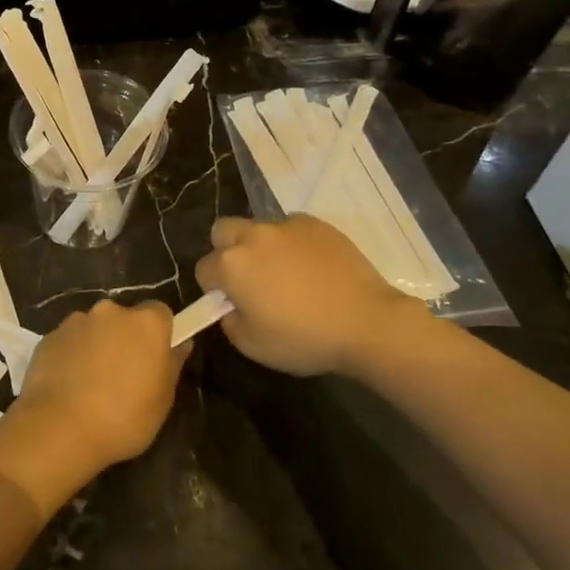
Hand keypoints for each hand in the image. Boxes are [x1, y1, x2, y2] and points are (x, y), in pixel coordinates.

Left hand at [12, 300, 188, 471]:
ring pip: (94, 328)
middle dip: (125, 338)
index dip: (159, 334)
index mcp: (146, 323)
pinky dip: (72, 355)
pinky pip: (69, 341)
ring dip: (97, 345)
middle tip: (123, 374)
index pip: (160, 313)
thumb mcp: (162, 401)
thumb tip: (181, 343)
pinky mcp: (50, 335)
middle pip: (124, 318)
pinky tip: (69, 386)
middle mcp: (111, 311)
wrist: (60, 428)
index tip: (155, 358)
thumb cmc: (123, 418)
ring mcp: (77, 320)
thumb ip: (172, 365)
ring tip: (91, 384)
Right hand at [195, 215, 426, 376]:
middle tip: (250, 279)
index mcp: (232, 265)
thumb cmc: (304, 339)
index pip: (204, 269)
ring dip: (262, 247)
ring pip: (259, 228)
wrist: (365, 322)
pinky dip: (293, 244)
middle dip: (227, 251)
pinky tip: (313, 268)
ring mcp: (285, 225)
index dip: (213, 288)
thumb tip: (231, 307)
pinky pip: (291, 229)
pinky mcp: (314, 223)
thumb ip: (230, 322)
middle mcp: (253, 236)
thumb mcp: (254, 346)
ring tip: (288, 274)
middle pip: (223, 232)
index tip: (232, 304)